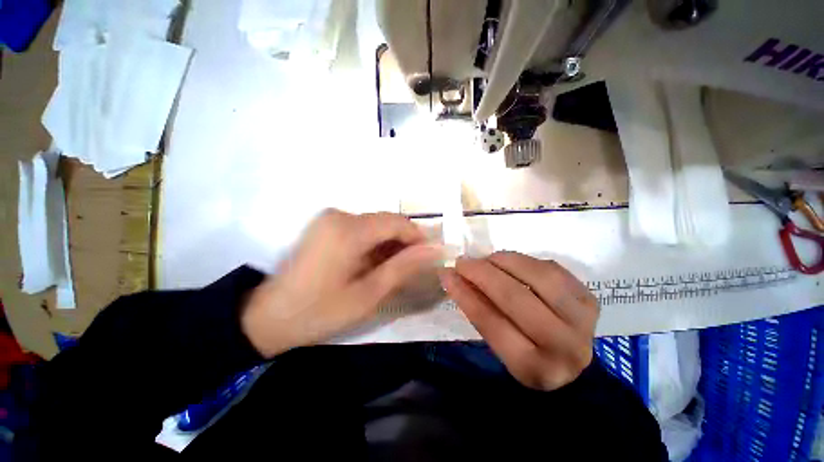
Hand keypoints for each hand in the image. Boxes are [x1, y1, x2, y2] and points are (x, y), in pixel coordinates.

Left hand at [242, 209, 441, 356]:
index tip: (430, 256)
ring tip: (392, 271)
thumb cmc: (319, 311)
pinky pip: (361, 228)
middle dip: (404, 243)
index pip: (398, 222)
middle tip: (412, 269)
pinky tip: (373, 264)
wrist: (268, 316)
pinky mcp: (326, 225)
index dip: (419, 237)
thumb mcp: (368, 294)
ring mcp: (330, 218)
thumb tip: (434, 250)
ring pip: (376, 225)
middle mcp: (340, 215)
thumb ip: (403, 267)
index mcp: (349, 230)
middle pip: (387, 221)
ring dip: (389, 245)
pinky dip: (374, 244)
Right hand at [439, 251, 598, 390]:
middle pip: (515, 297)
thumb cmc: (527, 356)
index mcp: (532, 367)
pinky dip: (525, 261)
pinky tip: (511, 263)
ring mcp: (582, 319)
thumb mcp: (500, 346)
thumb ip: (479, 310)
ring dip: (505, 261)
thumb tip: (454, 277)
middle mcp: (562, 345)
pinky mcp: (589, 297)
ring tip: (487, 259)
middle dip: (482, 273)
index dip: (464, 294)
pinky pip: (552, 268)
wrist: (574, 365)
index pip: (490, 322)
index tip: (447, 274)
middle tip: (463, 262)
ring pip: (538, 277)